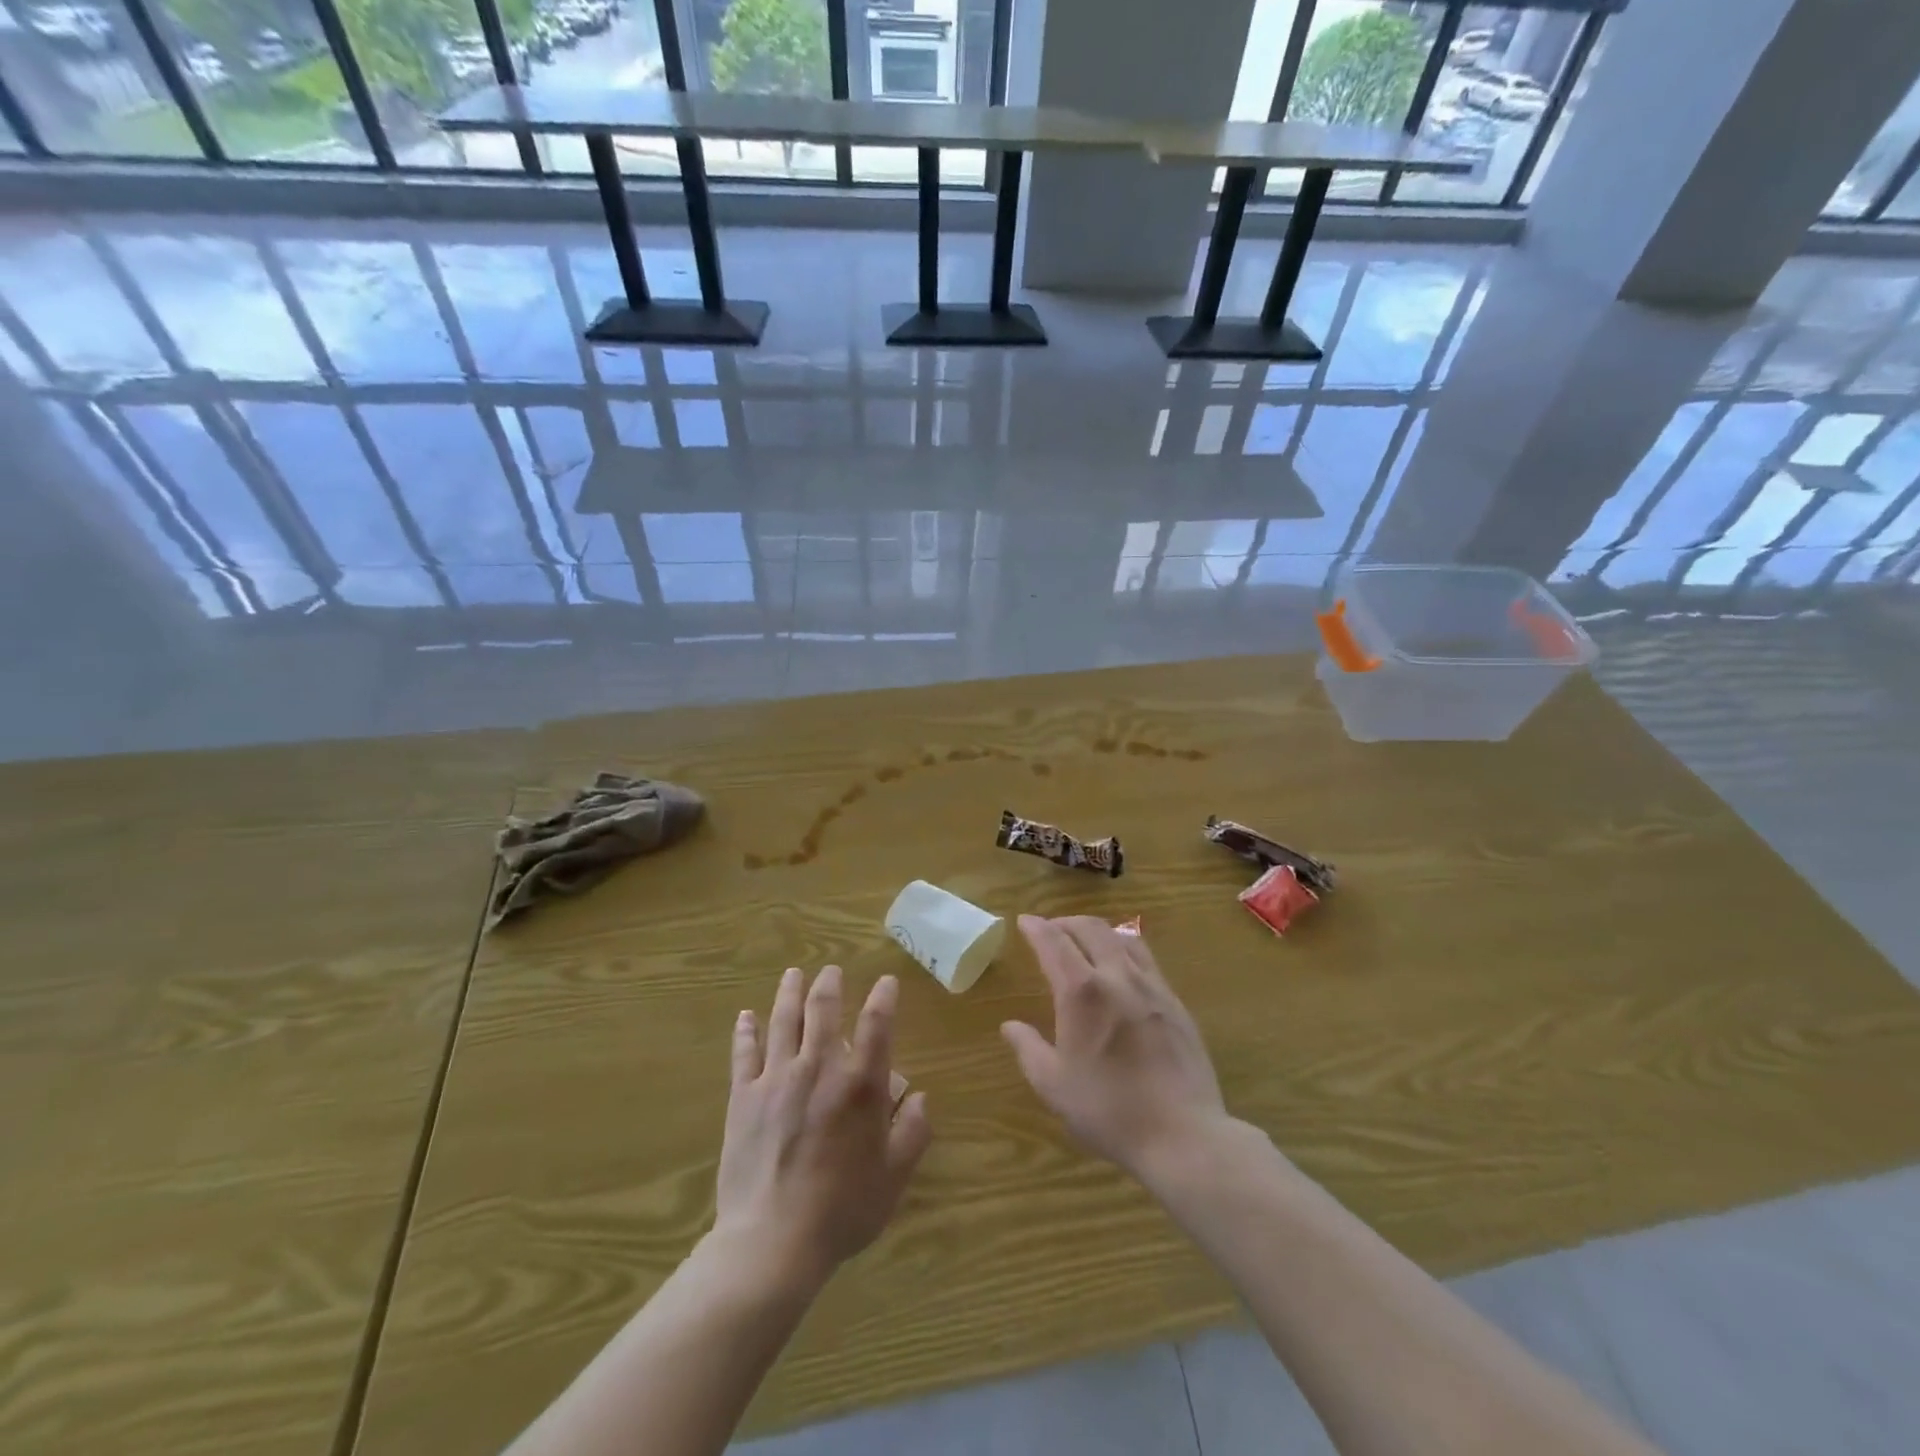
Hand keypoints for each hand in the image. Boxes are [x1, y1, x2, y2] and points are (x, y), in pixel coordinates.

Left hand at [713, 966, 931, 1290]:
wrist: (773, 1241)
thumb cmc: (842, 1209)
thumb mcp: (894, 1176)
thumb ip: (913, 1131)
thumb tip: (918, 1096)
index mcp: (860, 1084)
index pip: (876, 1024)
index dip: (884, 996)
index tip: (886, 981)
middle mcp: (819, 1068)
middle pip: (823, 1010)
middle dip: (830, 984)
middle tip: (831, 970)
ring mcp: (777, 1078)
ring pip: (783, 1021)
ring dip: (789, 993)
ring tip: (793, 974)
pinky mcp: (744, 1097)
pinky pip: (744, 1054)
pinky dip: (745, 1031)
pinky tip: (745, 1015)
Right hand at [1002, 916, 1228, 1181]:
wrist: (1183, 1134)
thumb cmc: (1109, 1110)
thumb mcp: (1054, 1086)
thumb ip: (1028, 1049)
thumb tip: (1010, 1026)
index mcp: (1082, 992)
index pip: (1054, 942)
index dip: (1036, 927)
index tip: (1024, 920)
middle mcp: (1117, 976)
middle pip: (1091, 928)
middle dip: (1066, 922)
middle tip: (1051, 929)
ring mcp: (1152, 986)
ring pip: (1122, 938)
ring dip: (1098, 931)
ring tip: (1085, 942)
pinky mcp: (1175, 1002)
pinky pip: (1146, 959)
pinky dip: (1125, 949)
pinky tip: (1122, 970)